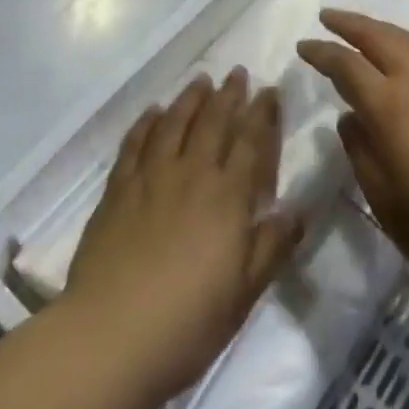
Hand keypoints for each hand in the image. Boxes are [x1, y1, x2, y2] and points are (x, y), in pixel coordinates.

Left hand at [62, 70, 304, 408]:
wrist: (110, 337)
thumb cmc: (187, 322)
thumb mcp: (244, 292)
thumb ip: (272, 246)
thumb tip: (298, 209)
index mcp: (227, 197)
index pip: (251, 143)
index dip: (262, 114)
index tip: (270, 90)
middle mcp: (191, 175)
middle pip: (213, 123)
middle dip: (229, 95)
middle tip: (237, 72)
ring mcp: (150, 178)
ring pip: (174, 124)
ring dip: (190, 99)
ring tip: (201, 81)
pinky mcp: (117, 190)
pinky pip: (135, 143)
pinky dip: (146, 122)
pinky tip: (153, 111)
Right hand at [298, 9, 408, 304]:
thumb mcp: (382, 198)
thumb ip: (360, 151)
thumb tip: (350, 118)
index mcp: (390, 106)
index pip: (347, 64)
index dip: (322, 52)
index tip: (303, 45)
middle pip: (380, 37)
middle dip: (350, 23)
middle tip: (328, 17)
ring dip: (382, 30)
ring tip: (366, 30)